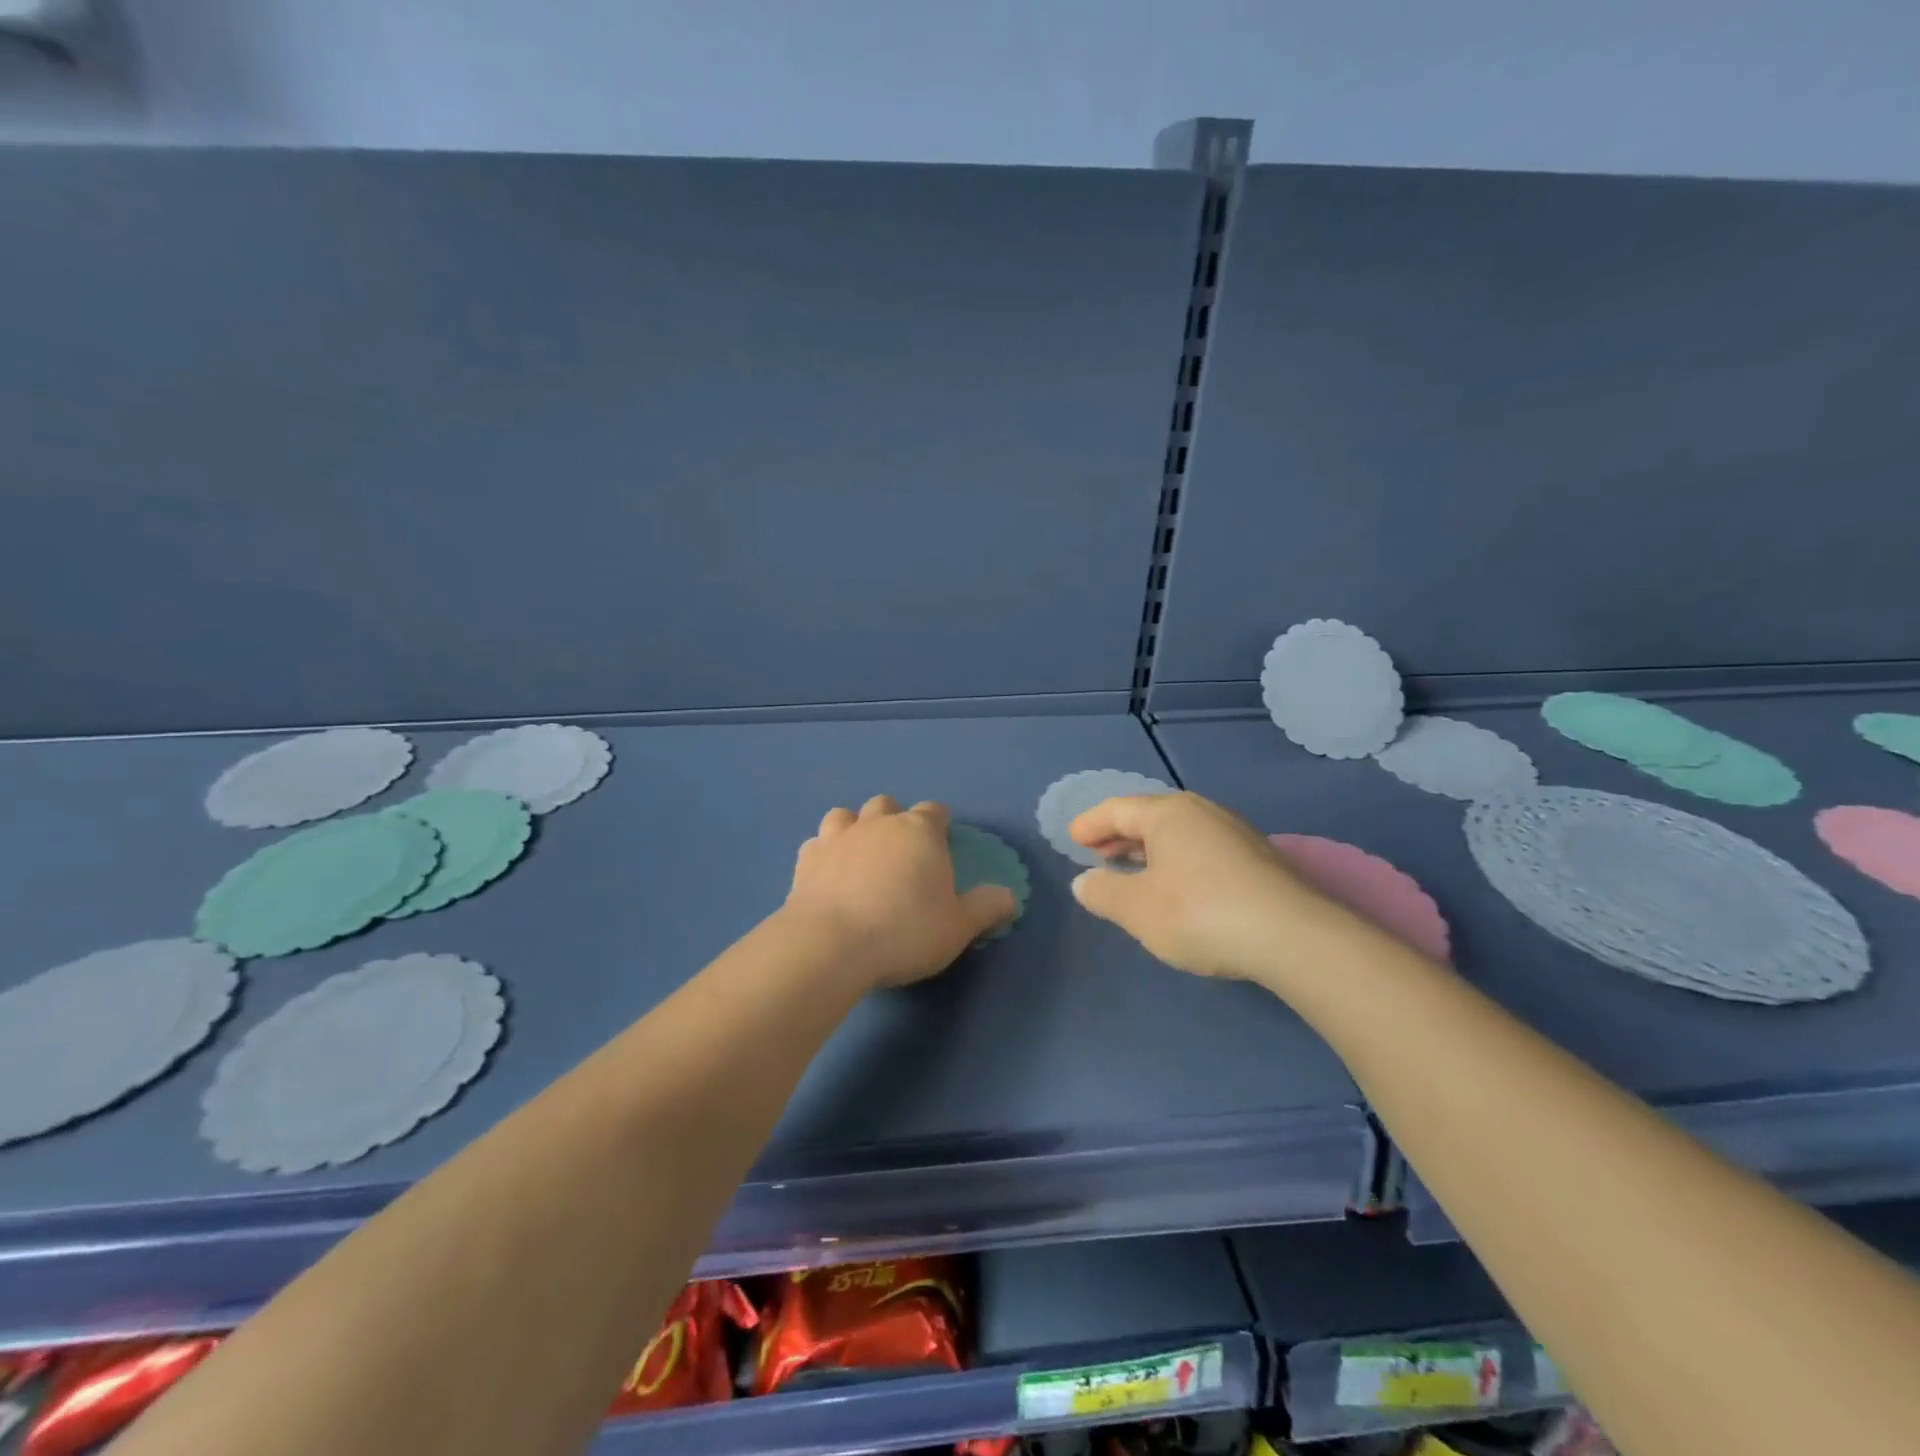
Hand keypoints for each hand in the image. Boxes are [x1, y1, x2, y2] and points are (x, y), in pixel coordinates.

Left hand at [783, 795, 1017, 989]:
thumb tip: (1010, 897)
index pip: (934, 811)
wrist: (831, 945)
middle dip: (895, 819)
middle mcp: (878, 824)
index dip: (939, 823)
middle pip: (887, 805)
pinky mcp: (806, 860)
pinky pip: (817, 844)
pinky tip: (828, 874)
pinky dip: (825, 853)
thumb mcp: (958, 927)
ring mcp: (838, 838)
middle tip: (902, 851)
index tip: (942, 840)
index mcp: (920, 832)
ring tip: (861, 855)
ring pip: (846, 815)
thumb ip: (986, 908)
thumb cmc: (905, 931)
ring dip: (855, 827)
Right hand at [1068, 791, 1357, 983]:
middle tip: (1098, 854)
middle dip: (1120, 835)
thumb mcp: (1138, 909)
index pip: (1118, 809)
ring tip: (1134, 870)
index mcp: (1168, 814)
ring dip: (1149, 849)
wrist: (1294, 937)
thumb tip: (1084, 881)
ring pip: (1179, 833)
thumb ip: (1103, 893)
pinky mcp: (1258, 860)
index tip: (1073, 839)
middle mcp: (1202, 812)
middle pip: (1150, 816)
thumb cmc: (1201, 913)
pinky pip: (1202, 849)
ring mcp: (1235, 833)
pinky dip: (1177, 860)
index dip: (1091, 824)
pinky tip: (1178, 886)